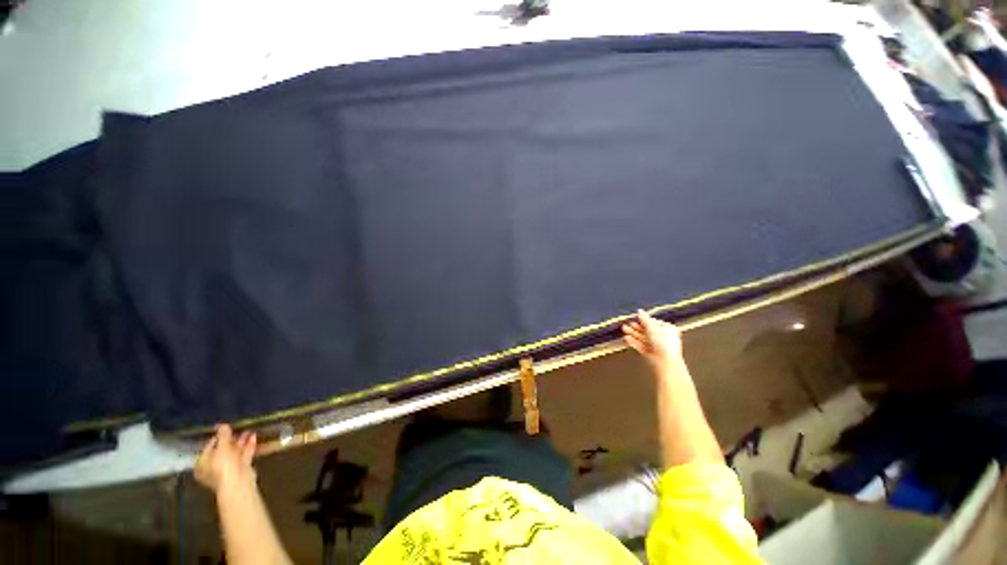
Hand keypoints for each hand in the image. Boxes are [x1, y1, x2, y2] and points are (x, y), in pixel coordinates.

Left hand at [195, 424, 257, 495]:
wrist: (238, 482)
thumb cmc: (223, 466)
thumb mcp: (222, 447)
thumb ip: (223, 435)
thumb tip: (221, 425)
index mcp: (203, 463)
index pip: (209, 447)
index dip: (217, 437)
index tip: (225, 428)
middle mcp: (213, 467)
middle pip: (222, 450)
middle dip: (232, 439)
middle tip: (237, 429)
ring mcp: (228, 469)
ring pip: (234, 452)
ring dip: (241, 441)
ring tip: (249, 431)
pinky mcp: (240, 469)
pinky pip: (243, 455)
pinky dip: (248, 446)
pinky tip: (254, 437)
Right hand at [622, 310, 683, 369]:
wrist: (665, 362)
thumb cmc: (664, 344)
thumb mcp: (652, 328)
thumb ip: (644, 319)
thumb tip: (640, 311)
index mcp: (668, 329)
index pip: (653, 322)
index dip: (643, 320)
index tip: (635, 319)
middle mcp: (663, 337)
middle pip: (647, 330)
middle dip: (636, 327)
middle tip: (627, 324)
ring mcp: (656, 346)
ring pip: (643, 338)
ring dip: (633, 333)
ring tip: (624, 329)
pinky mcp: (650, 353)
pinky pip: (641, 346)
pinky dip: (633, 342)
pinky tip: (627, 338)